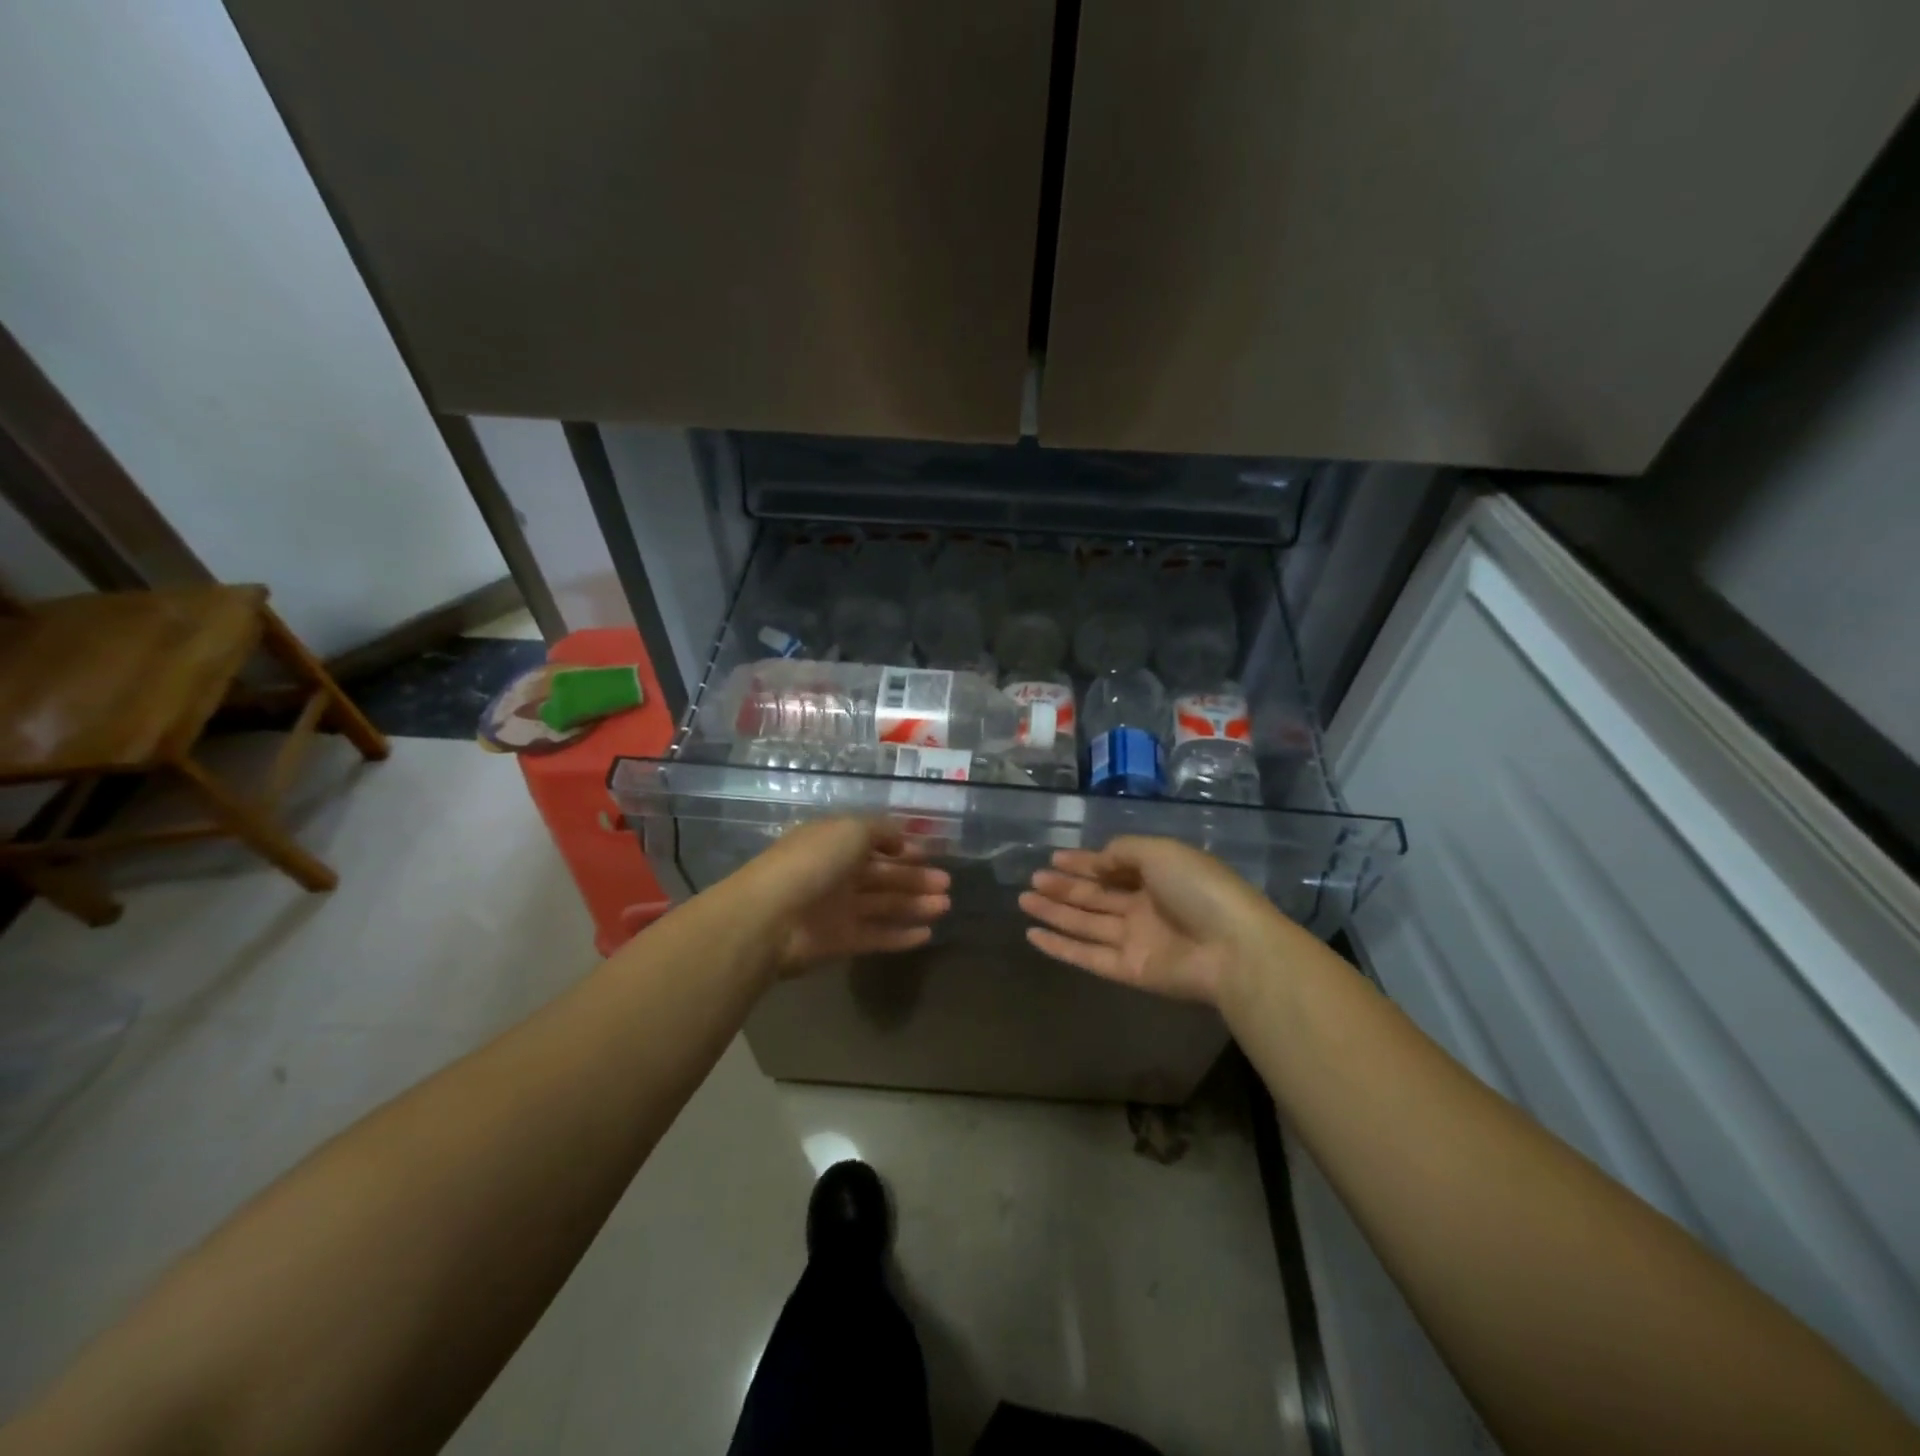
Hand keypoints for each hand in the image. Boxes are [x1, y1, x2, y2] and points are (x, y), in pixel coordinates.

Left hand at [732, 818, 951, 976]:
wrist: (772, 916)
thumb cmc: (813, 862)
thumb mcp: (851, 830)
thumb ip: (881, 831)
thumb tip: (902, 840)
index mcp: (834, 843)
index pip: (873, 844)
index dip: (901, 848)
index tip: (929, 854)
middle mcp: (836, 874)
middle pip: (882, 876)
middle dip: (915, 878)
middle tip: (947, 884)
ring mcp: (837, 909)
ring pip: (883, 906)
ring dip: (914, 905)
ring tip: (945, 906)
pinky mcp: (839, 942)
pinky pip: (875, 936)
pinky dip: (900, 936)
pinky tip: (927, 934)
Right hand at [1019, 836, 1284, 1005]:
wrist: (1233, 948)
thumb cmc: (1199, 890)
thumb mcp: (1161, 852)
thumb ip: (1124, 852)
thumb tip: (1097, 860)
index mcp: (1157, 875)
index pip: (1113, 867)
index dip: (1084, 862)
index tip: (1054, 857)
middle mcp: (1144, 907)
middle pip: (1096, 896)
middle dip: (1064, 886)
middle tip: (1032, 879)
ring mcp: (1136, 940)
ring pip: (1086, 923)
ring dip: (1055, 912)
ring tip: (1023, 900)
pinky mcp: (1128, 970)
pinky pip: (1087, 956)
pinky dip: (1060, 947)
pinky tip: (1032, 935)